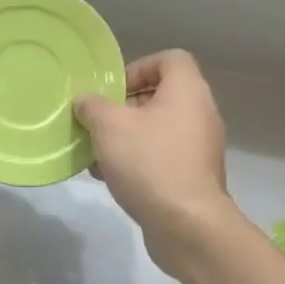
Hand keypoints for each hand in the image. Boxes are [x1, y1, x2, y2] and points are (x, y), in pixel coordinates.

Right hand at [75, 50, 236, 273]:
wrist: (187, 224)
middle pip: (159, 96)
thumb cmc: (149, 162)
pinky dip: (136, 160)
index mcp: (187, 91)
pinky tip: (109, 177)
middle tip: (97, 122)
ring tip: (96, 153)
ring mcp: (199, 147)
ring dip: (124, 137)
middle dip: (123, 108)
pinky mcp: (192, 176)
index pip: (169, 59)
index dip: (138, 68)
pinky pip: (160, 156)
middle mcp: (199, 114)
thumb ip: (92, 106)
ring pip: (156, 129)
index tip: (112, 91)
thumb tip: (85, 100)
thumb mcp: (108, 126)